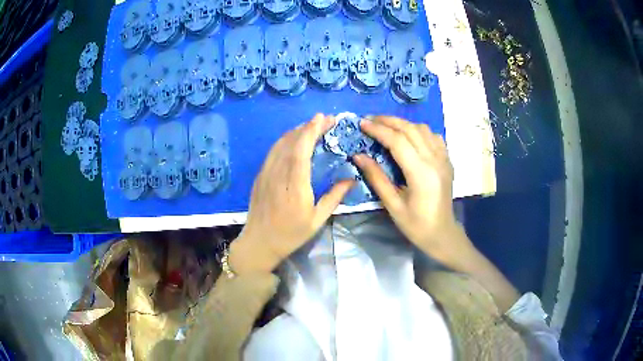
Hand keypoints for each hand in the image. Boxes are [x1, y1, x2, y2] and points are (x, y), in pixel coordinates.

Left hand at [230, 114, 353, 274]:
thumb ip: (334, 197)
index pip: (301, 151)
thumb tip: (352, 179)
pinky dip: (286, 140)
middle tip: (326, 120)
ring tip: (313, 125)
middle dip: (309, 126)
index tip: (324, 118)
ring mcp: (266, 173)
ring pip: (280, 144)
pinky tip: (295, 139)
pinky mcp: (260, 175)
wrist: (260, 242)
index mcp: (295, 187)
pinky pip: (273, 151)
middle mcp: (278, 175)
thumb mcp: (317, 219)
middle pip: (291, 142)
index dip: (311, 131)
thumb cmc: (291, 234)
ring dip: (297, 131)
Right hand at [353, 116, 469, 264]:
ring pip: (423, 129)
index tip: (362, 124)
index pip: (398, 141)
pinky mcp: (447, 161)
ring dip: (403, 124)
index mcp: (421, 173)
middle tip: (370, 120)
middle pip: (410, 129)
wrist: (442, 233)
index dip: (378, 130)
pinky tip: (409, 137)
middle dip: (388, 121)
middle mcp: (435, 160)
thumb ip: (376, 178)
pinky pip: (433, 136)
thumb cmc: (416, 225)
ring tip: (386, 127)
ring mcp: (444, 159)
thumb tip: (358, 156)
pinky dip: (419, 131)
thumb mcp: (392, 205)